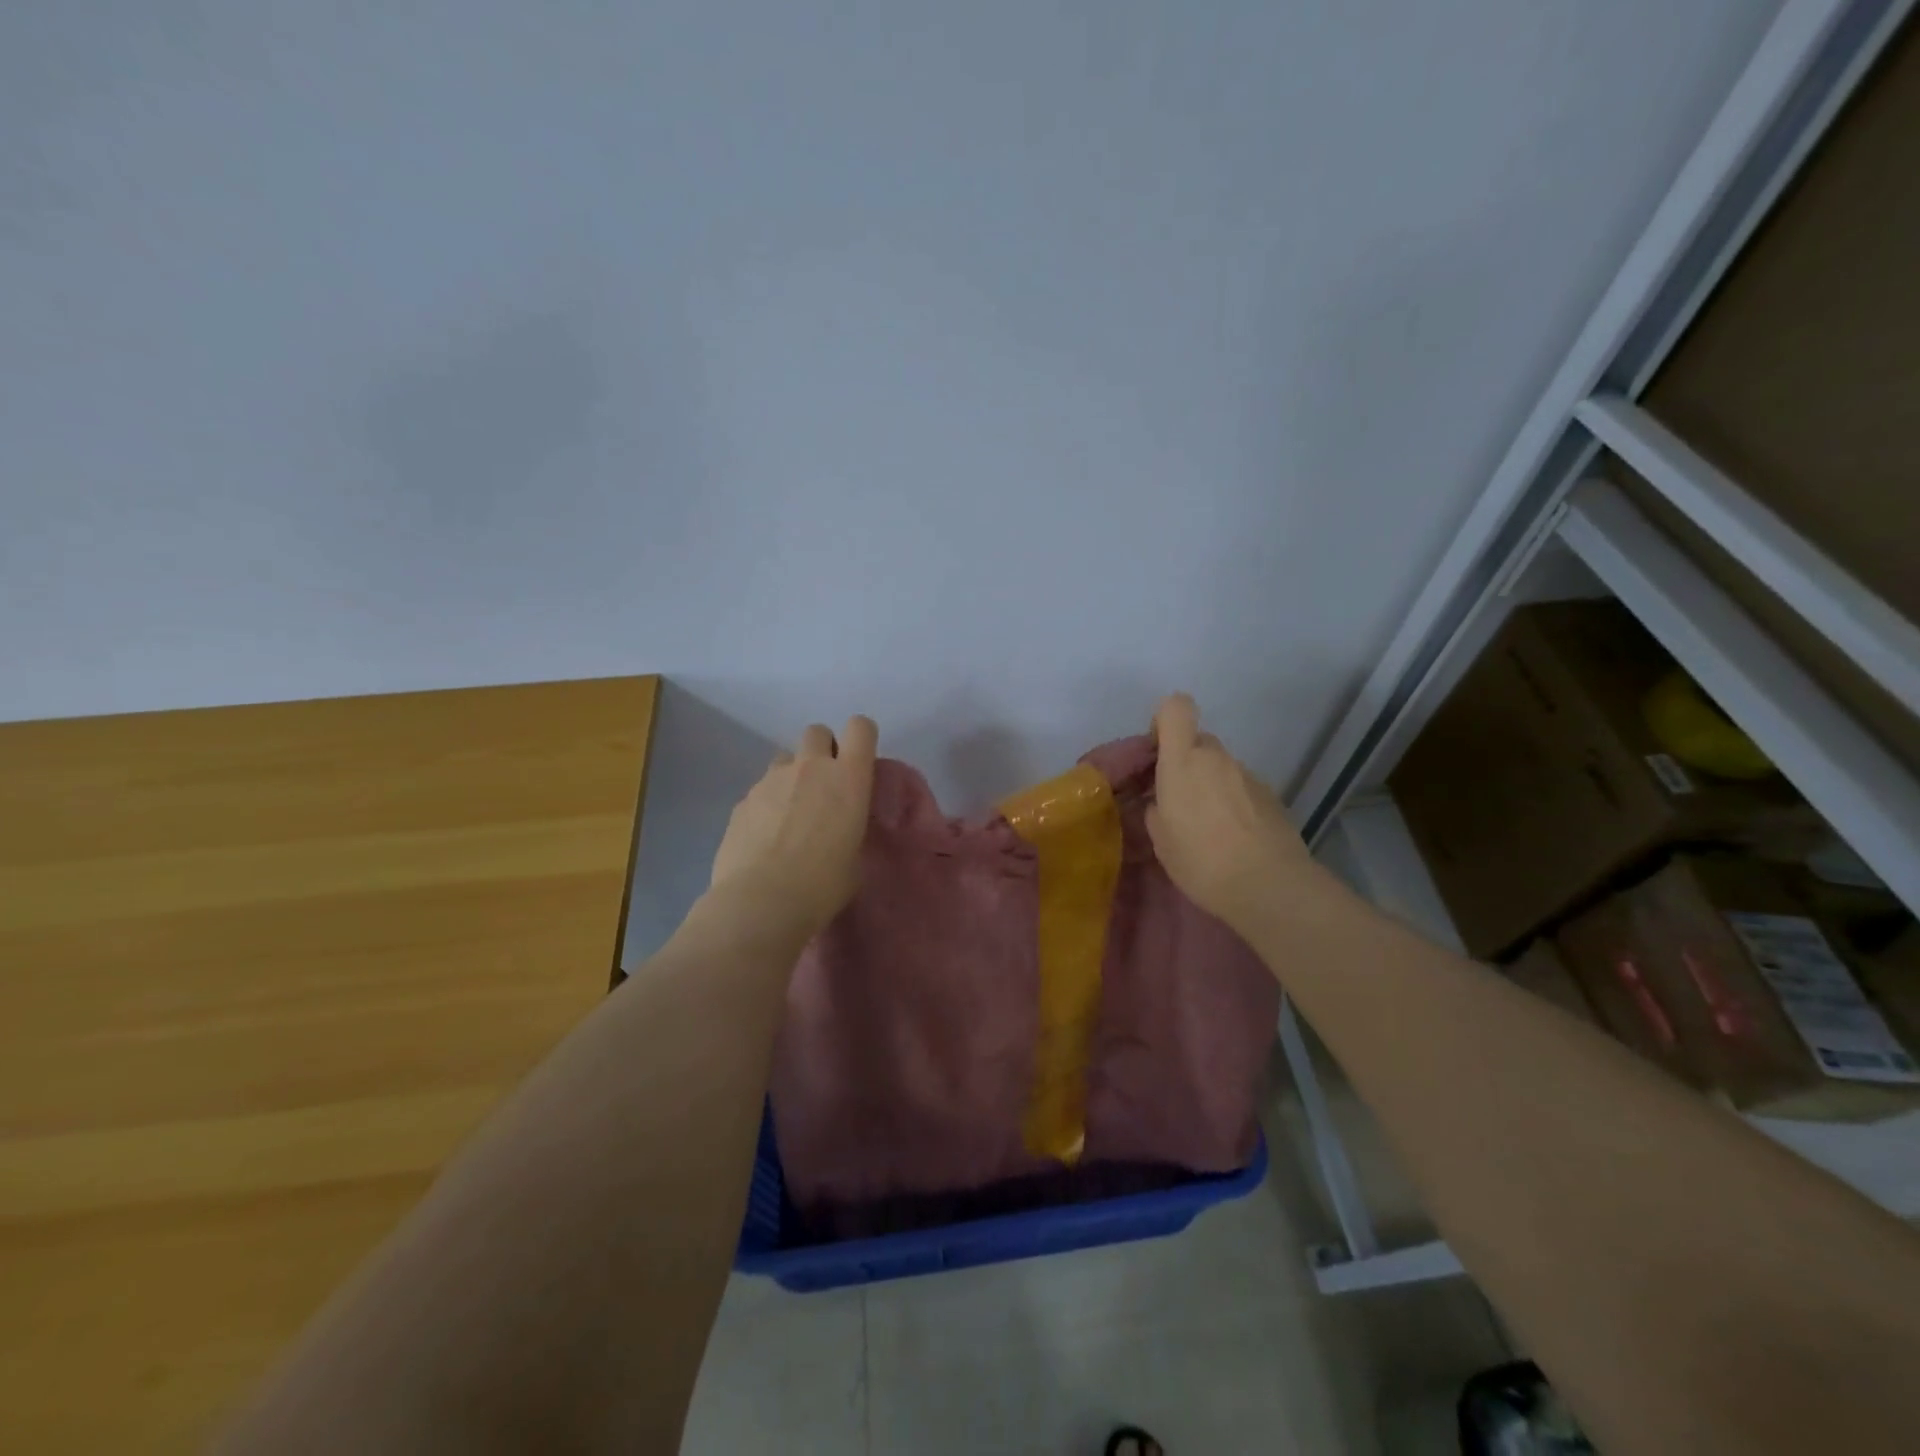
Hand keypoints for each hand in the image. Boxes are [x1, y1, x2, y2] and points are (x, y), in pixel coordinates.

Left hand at [708, 716, 878, 936]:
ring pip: (784, 759)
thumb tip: (840, 830)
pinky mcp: (742, 800)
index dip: (862, 738)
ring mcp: (771, 780)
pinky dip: (766, 804)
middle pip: (817, 732)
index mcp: (848, 778)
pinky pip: (760, 789)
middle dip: (822, 749)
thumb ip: (851, 830)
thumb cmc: (823, 885)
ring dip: (792, 775)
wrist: (761, 902)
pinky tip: (765, 837)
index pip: (861, 728)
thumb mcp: (855, 859)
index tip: (860, 760)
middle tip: (823, 784)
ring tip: (791, 813)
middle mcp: (810, 768)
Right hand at [1145, 694, 1318, 936]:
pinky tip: (1234, 838)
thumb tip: (1162, 803)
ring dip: (1211, 786)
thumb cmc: (1201, 860)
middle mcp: (1217, 758)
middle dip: (1186, 763)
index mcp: (1183, 761)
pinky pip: (1242, 788)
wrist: (1269, 885)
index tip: (1157, 753)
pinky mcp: (1272, 796)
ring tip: (1208, 828)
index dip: (1164, 721)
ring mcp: (1248, 775)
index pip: (1175, 708)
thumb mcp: (1161, 840)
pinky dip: (1234, 804)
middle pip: (1198, 741)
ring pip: (1220, 768)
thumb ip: (1157, 810)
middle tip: (1178, 801)